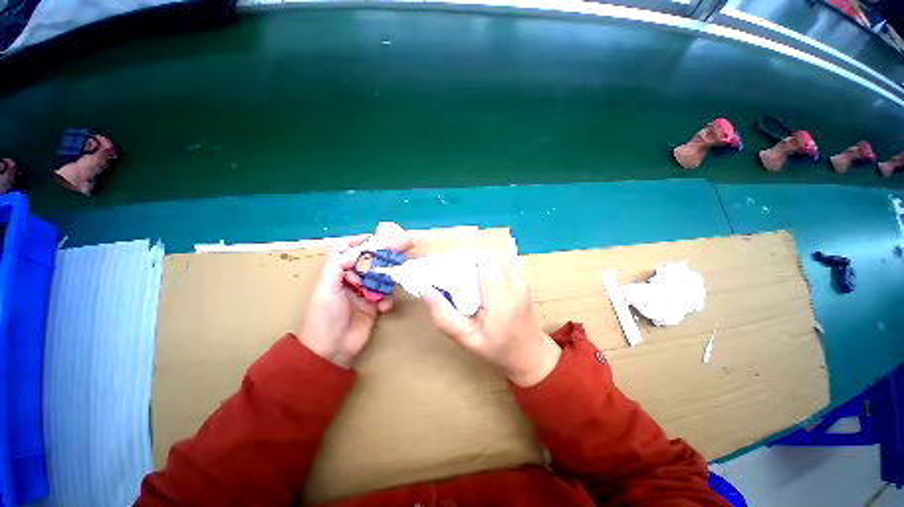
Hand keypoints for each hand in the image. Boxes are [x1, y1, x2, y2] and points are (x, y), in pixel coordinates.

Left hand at [299, 231, 412, 367]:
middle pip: (369, 261)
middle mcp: (351, 279)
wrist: (331, 349)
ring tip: (397, 276)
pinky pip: (385, 296)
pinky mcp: (374, 305)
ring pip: (380, 276)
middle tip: (400, 248)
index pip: (347, 250)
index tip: (376, 237)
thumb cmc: (324, 316)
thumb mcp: (326, 287)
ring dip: (388, 277)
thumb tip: (360, 249)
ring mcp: (364, 292)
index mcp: (336, 272)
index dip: (360, 241)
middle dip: (383, 255)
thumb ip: (339, 265)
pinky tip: (383, 307)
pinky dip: (387, 299)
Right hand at [422, 253, 560, 386]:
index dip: (465, 261)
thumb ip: (444, 316)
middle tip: (459, 280)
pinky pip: (505, 262)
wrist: (530, 355)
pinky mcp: (524, 280)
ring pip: (497, 257)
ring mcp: (523, 279)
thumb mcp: (466, 339)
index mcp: (502, 296)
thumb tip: (425, 289)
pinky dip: (492, 267)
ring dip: (481, 264)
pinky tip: (486, 283)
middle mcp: (515, 282)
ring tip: (472, 283)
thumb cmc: (497, 351)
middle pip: (489, 255)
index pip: (484, 259)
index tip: (453, 273)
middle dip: (470, 263)